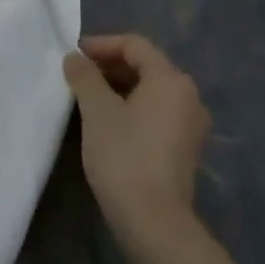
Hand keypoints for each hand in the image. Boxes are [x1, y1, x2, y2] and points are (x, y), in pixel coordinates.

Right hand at [63, 34, 210, 238]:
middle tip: (77, 75)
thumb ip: (84, 77)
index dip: (101, 44)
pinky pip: (157, 113)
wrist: (153, 219)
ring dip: (119, 87)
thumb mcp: (96, 111)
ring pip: (151, 91)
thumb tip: (74, 58)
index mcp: (171, 80)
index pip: (135, 45)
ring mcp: (191, 124)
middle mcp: (189, 96)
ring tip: (87, 97)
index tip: (73, 55)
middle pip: (146, 66)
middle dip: (109, 65)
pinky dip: (132, 107)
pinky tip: (108, 122)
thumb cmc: (124, 155)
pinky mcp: (186, 147)